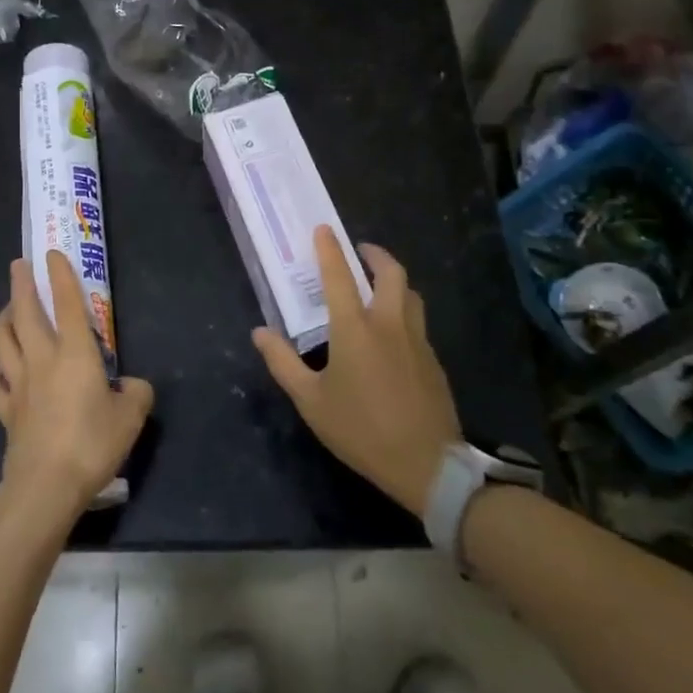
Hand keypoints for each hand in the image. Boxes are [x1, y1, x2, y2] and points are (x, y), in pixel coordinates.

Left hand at [0, 250, 154, 521]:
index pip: (67, 303)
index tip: (52, 253)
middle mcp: (42, 359)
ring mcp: (19, 384)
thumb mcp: (131, 417)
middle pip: (24, 313)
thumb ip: (136, 393)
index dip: (61, 275)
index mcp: (74, 353)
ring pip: (1, 341)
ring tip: (8, 312)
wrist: (45, 486)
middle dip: (21, 284)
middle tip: (18, 266)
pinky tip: (3, 374)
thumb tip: (132, 386)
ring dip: (2, 320)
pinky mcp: (5, 411)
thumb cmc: (92, 444)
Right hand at [253, 227, 461, 515]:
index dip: (329, 250)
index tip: (323, 229)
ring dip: (393, 279)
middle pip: (390, 272)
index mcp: (355, 329)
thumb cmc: (361, 429)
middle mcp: (389, 323)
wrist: (426, 464)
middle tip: (359, 251)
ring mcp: (416, 340)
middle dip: (375, 254)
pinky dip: (404, 309)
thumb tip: (260, 332)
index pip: (339, 276)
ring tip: (377, 284)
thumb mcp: (311, 401)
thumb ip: (283, 363)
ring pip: (410, 293)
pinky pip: (418, 321)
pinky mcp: (433, 359)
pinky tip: (392, 331)